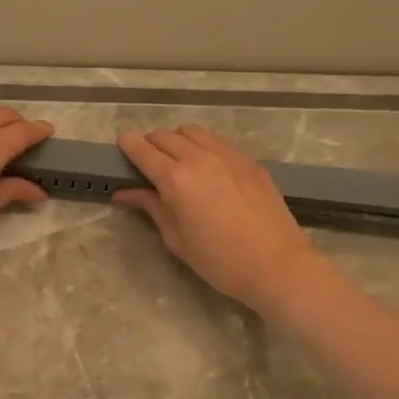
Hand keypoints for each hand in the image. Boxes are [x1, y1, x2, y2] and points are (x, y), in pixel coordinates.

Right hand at [113, 125, 320, 313]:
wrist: (277, 266)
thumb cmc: (219, 261)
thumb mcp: (177, 239)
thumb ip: (151, 208)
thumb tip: (125, 193)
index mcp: (176, 180)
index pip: (143, 150)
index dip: (128, 144)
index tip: (121, 143)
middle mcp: (200, 158)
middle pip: (165, 136)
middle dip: (150, 144)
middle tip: (147, 163)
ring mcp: (228, 156)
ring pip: (192, 132)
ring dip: (177, 140)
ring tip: (177, 162)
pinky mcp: (249, 161)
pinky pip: (217, 142)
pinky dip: (203, 146)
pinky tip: (206, 169)